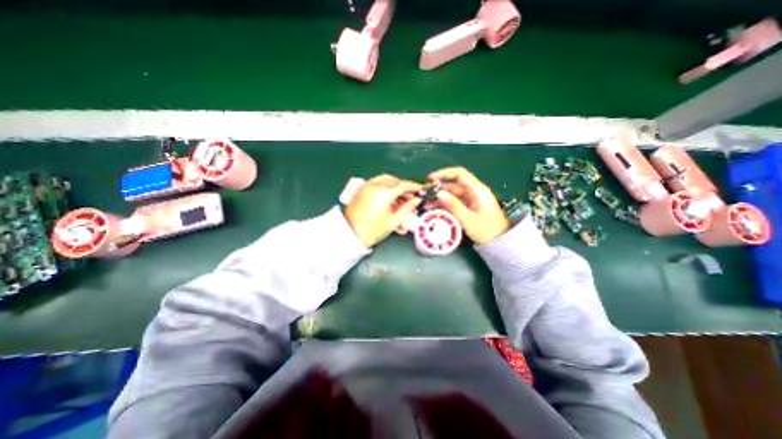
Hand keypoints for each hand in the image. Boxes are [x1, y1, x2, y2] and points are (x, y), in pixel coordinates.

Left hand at [347, 177, 424, 248]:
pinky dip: (385, 188)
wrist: (350, 235)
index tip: (421, 190)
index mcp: (384, 192)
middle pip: (395, 181)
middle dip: (405, 188)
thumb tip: (417, 201)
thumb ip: (407, 208)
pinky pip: (377, 184)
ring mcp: (367, 186)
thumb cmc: (371, 230)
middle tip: (411, 197)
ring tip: (400, 200)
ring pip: (386, 181)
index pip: (404, 185)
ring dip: (395, 187)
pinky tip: (389, 199)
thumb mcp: (393, 221)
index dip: (415, 187)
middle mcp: (375, 185)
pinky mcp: (361, 189)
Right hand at [427, 166, 506, 244]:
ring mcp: (471, 200)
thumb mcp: (468, 219)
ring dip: (439, 197)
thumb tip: (438, 193)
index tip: (431, 178)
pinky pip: (454, 202)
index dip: (444, 174)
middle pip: (454, 185)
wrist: (500, 243)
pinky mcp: (468, 207)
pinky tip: (434, 208)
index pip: (460, 175)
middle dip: (438, 188)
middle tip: (424, 193)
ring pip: (452, 194)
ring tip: (426, 203)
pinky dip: (444, 204)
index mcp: (478, 191)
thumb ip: (453, 205)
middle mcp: (474, 192)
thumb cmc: (487, 231)